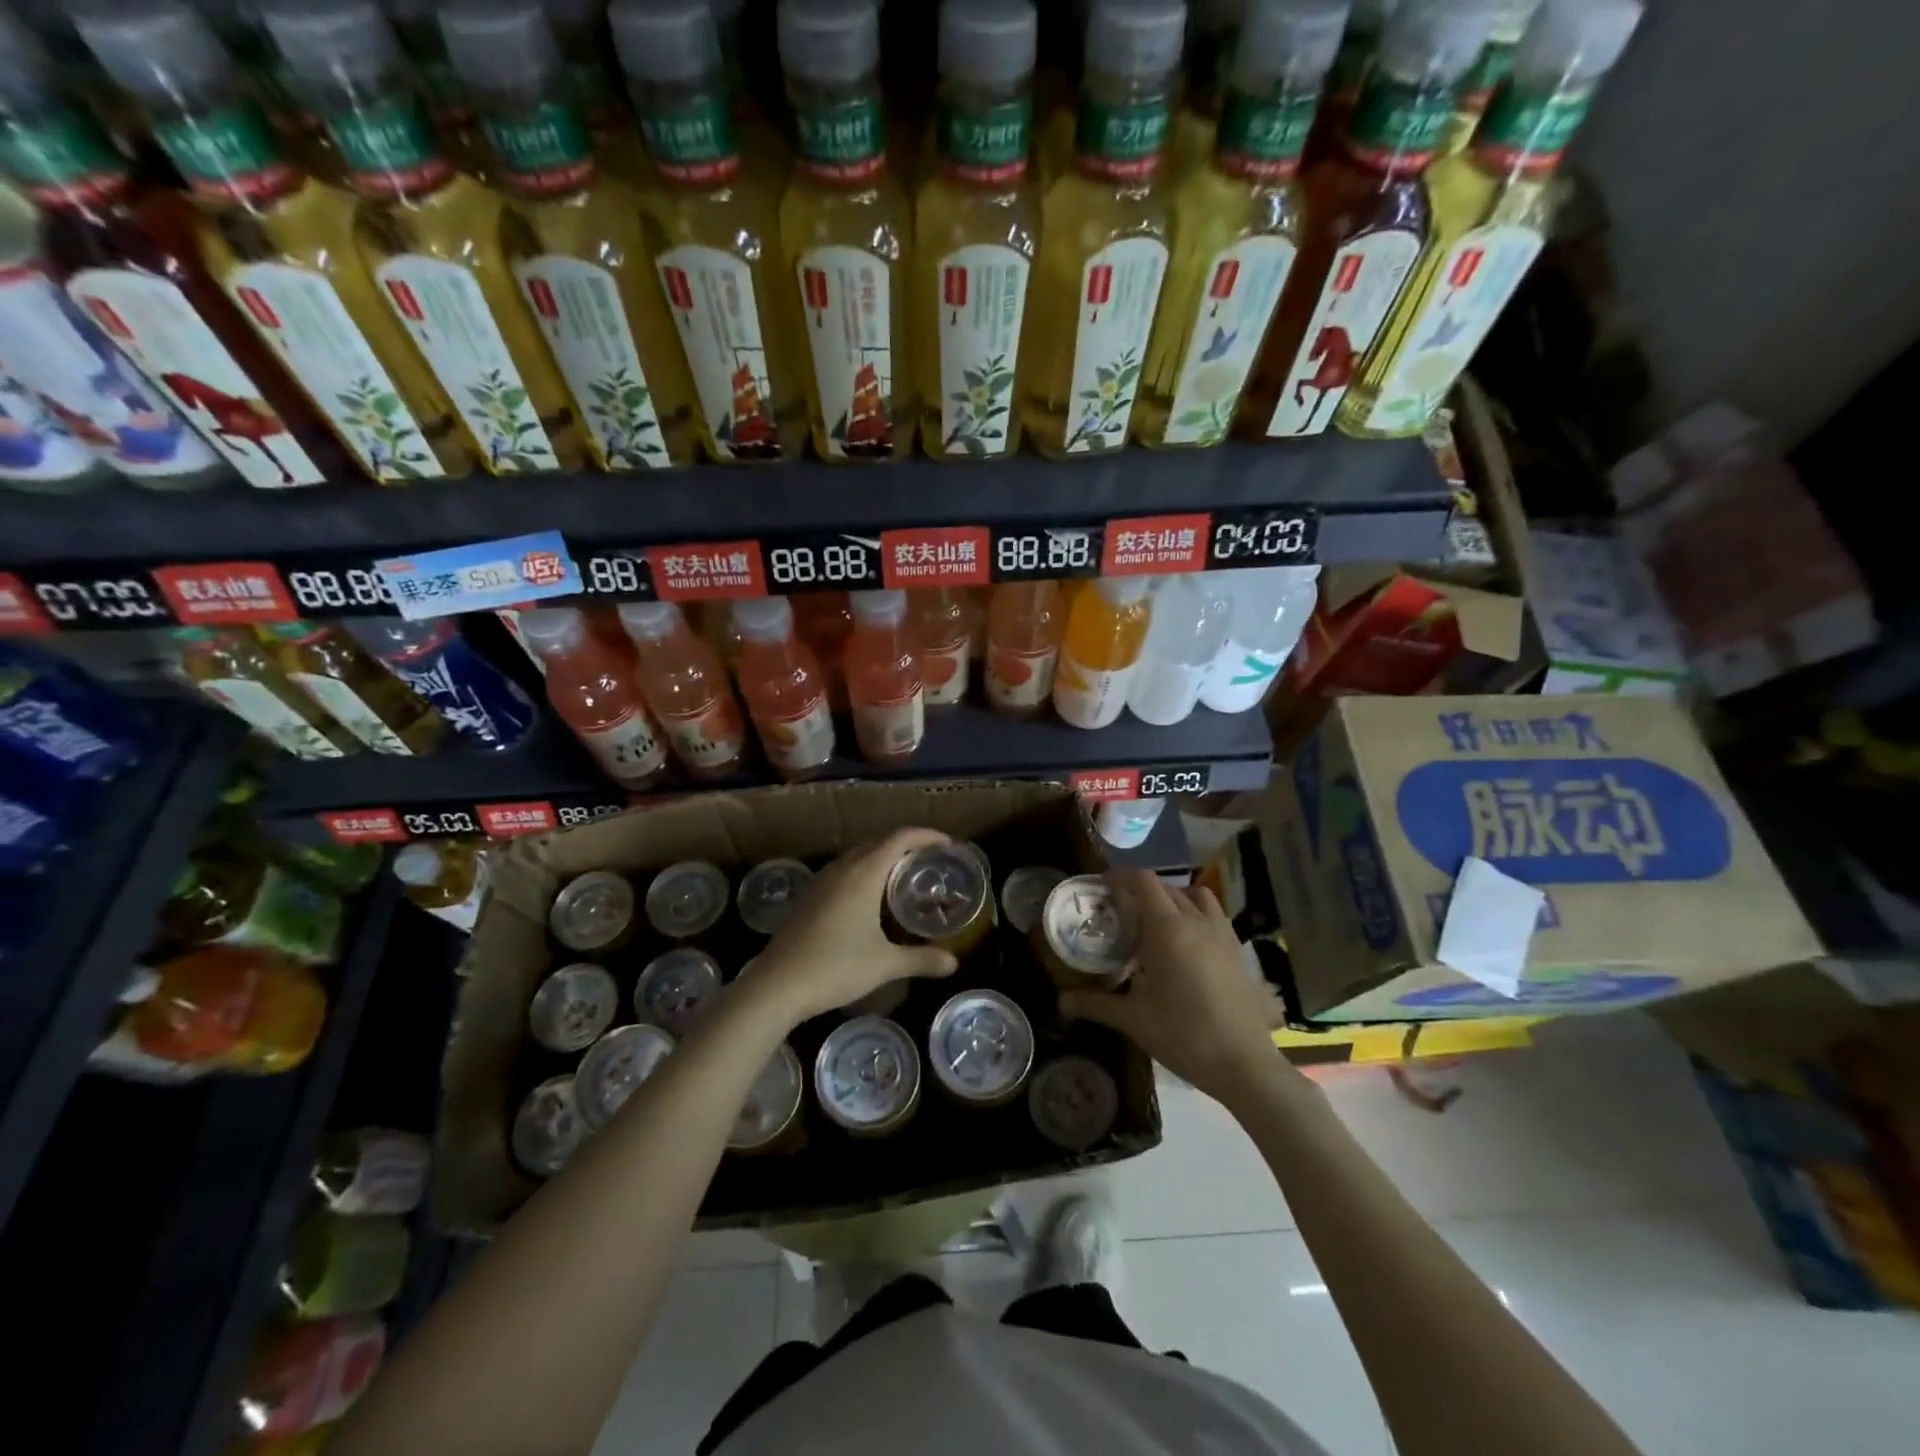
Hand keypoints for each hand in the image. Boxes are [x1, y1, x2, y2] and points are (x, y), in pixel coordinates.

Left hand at [746, 827, 959, 1026]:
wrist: (776, 984)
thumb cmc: (835, 967)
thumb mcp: (885, 965)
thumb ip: (921, 960)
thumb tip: (954, 964)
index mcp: (863, 873)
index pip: (900, 838)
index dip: (926, 835)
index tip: (947, 845)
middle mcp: (842, 868)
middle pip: (880, 842)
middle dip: (908, 846)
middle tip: (931, 863)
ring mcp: (822, 880)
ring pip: (859, 856)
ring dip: (884, 858)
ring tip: (905, 879)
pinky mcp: (810, 896)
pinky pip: (844, 871)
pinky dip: (865, 873)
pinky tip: (871, 900)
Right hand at [1060, 869, 1286, 1110]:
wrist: (1243, 1063)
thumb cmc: (1182, 1034)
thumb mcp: (1132, 1019)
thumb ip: (1095, 1004)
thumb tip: (1061, 1002)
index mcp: (1166, 928)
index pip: (1142, 881)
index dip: (1120, 876)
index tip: (1102, 885)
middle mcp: (1195, 921)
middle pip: (1166, 887)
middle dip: (1141, 891)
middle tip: (1121, 912)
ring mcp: (1222, 933)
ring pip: (1195, 896)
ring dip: (1173, 897)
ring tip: (1157, 921)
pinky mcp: (1237, 950)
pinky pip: (1213, 915)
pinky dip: (1195, 915)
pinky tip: (1186, 945)